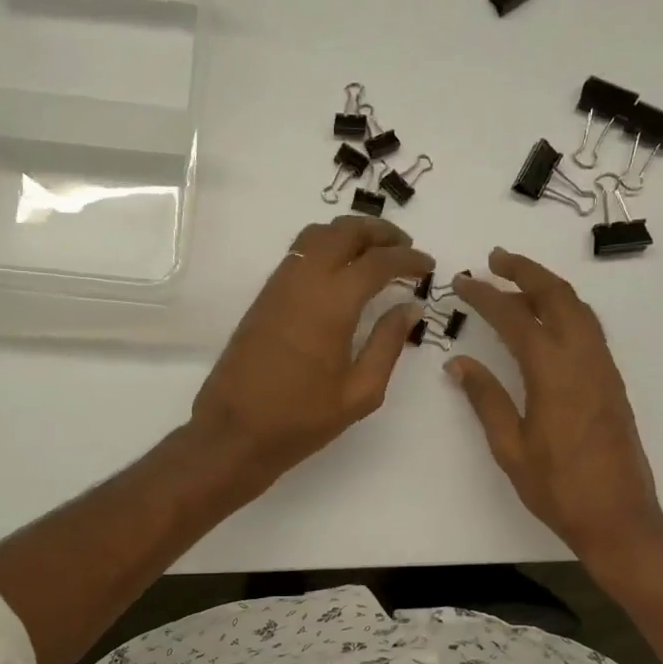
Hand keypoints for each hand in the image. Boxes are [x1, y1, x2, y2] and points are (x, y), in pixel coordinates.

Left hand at [190, 215, 432, 483]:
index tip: (428, 266)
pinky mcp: (263, 298)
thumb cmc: (301, 419)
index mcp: (332, 305)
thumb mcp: (359, 392)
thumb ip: (387, 344)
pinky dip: (326, 247)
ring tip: (374, 252)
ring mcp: (278, 286)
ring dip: (349, 234)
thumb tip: (409, 308)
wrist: (234, 431)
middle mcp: (304, 282)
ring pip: (316, 236)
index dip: (408, 259)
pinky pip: (298, 254)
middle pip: (344, 232)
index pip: (377, 262)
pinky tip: (340, 271)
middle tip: (404, 247)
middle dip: (379, 232)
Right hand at [447, 248, 662, 573]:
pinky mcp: (612, 381)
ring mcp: (603, 368)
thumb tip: (458, 363)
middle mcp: (583, 359)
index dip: (486, 296)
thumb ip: (486, 399)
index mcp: (553, 374)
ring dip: (547, 286)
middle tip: (494, 259)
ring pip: (578, 308)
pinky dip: (565, 308)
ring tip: (516, 280)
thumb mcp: (510, 447)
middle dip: (524, 271)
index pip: (514, 319)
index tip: (462, 281)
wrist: (618, 515)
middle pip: (556, 297)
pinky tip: (546, 319)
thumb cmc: (557, 488)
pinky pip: (589, 328)